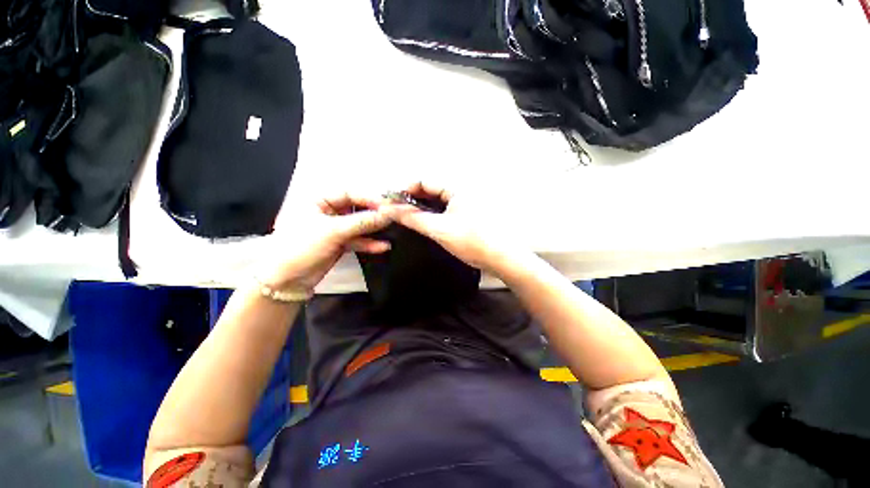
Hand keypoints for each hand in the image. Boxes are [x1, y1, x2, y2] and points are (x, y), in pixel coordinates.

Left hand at [257, 192, 391, 291]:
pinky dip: (369, 243)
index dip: (369, 198)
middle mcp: (328, 211)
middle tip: (394, 216)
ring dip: (374, 229)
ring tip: (392, 230)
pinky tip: (383, 247)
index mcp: (319, 199)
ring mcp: (335, 228)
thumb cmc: (301, 246)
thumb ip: (362, 222)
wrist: (286, 280)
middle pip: (356, 208)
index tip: (388, 206)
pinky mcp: (340, 243)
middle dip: (374, 214)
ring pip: (359, 225)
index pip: (349, 193)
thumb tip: (388, 215)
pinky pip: (358, 240)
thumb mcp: (332, 231)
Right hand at [381, 182, 526, 274]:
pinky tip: (427, 223)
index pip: (424, 181)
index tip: (393, 202)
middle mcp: (462, 191)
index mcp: (457, 188)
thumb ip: (413, 219)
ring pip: (438, 200)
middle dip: (413, 199)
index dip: (406, 190)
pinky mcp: (468, 214)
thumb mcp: (439, 230)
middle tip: (399, 212)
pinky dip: (433, 214)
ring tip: (409, 219)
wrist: (501, 258)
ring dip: (423, 207)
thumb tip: (392, 210)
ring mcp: (466, 202)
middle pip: (431, 189)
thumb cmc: (474, 242)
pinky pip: (446, 209)